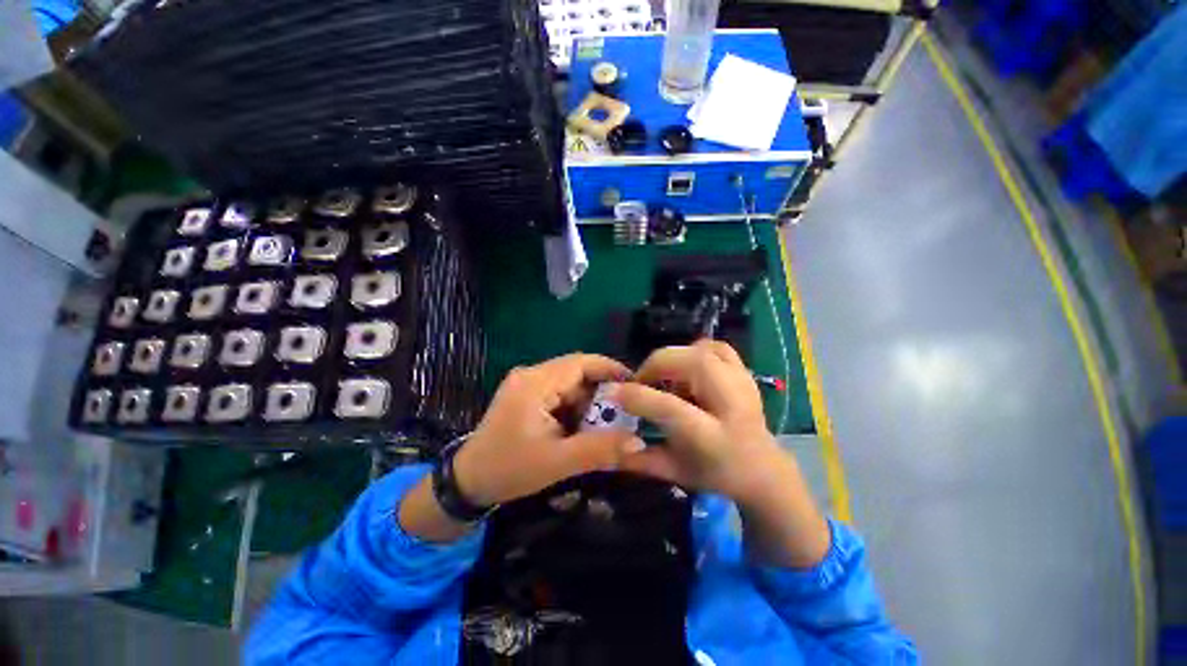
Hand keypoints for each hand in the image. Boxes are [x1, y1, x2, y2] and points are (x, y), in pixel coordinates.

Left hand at [454, 353, 645, 506]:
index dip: (610, 369)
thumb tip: (638, 442)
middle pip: (576, 372)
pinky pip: (559, 394)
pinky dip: (574, 408)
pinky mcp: (526, 395)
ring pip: (570, 384)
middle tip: (624, 412)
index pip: (581, 363)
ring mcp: (527, 384)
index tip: (635, 384)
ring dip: (588, 402)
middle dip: (601, 391)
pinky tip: (581, 427)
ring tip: (604, 424)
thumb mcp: (557, 462)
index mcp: (535, 383)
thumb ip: (599, 450)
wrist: (467, 482)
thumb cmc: (509, 470)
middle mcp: (531, 375)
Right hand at [614, 340, 829, 566]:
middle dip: (658, 363)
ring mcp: (743, 385)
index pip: (672, 408)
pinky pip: (718, 348)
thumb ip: (639, 459)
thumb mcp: (674, 473)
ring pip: (706, 351)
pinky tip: (686, 368)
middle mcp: (732, 407)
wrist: (763, 469)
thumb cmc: (715, 473)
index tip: (614, 391)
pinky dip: (696, 350)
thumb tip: (607, 441)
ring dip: (676, 357)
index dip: (638, 396)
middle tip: (641, 378)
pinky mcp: (745, 374)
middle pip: (696, 364)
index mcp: (714, 439)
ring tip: (663, 376)